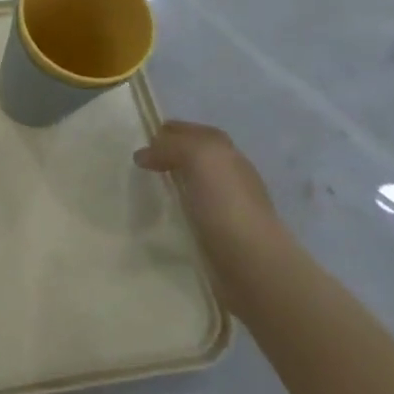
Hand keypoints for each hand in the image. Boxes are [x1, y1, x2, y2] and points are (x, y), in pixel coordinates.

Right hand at [133, 120, 283, 262]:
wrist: (252, 261)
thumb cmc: (225, 202)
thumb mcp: (198, 157)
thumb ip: (169, 147)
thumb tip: (143, 155)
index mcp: (226, 152)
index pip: (194, 132)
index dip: (169, 133)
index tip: (142, 141)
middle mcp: (230, 173)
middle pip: (195, 155)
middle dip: (170, 155)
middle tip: (141, 164)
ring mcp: (228, 205)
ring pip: (194, 183)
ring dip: (174, 182)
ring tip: (148, 188)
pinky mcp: (222, 233)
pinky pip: (194, 210)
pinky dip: (179, 208)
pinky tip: (165, 214)